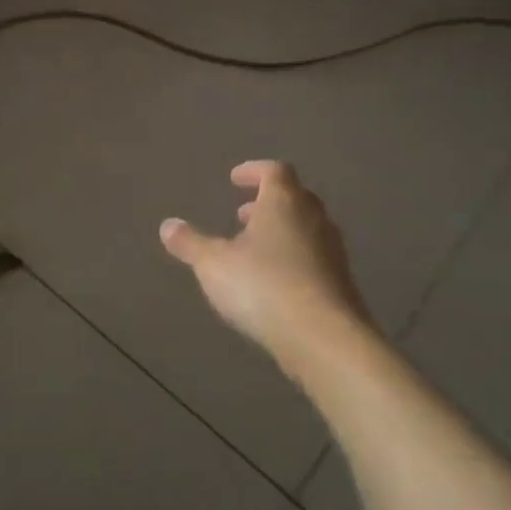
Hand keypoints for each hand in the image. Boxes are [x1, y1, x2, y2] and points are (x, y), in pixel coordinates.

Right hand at [160, 161, 371, 371]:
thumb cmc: (264, 286)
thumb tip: (168, 225)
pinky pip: (315, 259)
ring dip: (282, 232)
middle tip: (243, 214)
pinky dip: (294, 259)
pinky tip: (275, 283)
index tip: (235, 180)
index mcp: (284, 202)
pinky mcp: (342, 283)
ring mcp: (333, 251)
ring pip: (307, 229)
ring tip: (254, 250)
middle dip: (268, 202)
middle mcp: (314, 219)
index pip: (275, 171)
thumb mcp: (213, 265)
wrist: (325, 338)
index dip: (254, 171)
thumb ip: (190, 243)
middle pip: (295, 197)